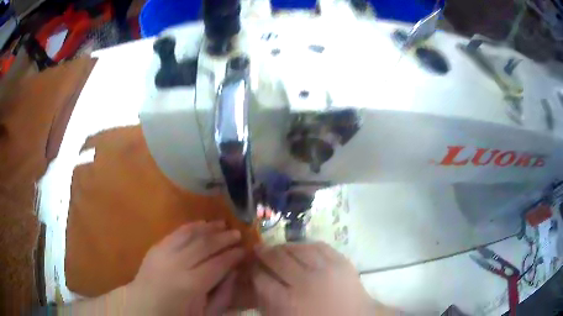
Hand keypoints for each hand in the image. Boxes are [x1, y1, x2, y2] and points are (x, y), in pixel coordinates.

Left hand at [127, 221, 245, 314]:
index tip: (245, 249)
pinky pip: (175, 233)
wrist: (144, 308)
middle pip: (205, 245)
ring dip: (208, 228)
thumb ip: (223, 294)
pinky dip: (190, 226)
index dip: (233, 255)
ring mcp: (163, 253)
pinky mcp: (155, 248)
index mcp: (191, 285)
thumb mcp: (206, 313)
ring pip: (190, 234)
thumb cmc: (177, 315)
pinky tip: (201, 223)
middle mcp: (177, 264)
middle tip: (238, 234)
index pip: (218, 264)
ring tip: (222, 224)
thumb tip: (234, 272)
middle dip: (224, 238)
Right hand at [252, 242, 375, 315]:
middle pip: (276, 258)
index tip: (251, 266)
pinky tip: (301, 248)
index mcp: (287, 302)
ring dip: (284, 247)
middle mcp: (304, 282)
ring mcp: (325, 269)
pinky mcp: (341, 261)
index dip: (253, 269)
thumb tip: (257, 282)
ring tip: (279, 248)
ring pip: (297, 248)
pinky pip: (318, 245)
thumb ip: (268, 302)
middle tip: (259, 250)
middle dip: (263, 252)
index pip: (260, 277)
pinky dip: (306, 245)